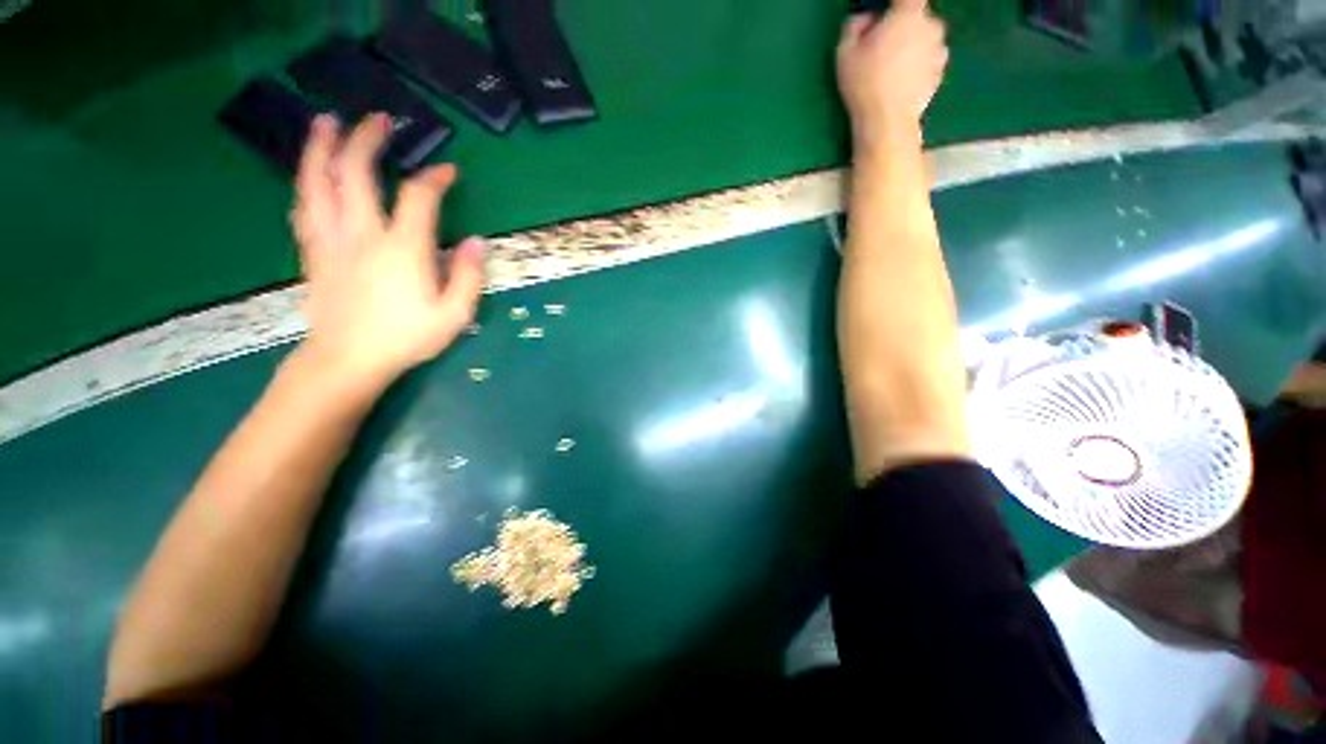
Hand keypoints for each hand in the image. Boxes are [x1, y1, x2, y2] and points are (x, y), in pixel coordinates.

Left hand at [290, 113, 484, 391]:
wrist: (348, 360)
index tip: (450, 171)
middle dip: (367, 140)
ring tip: (326, 123)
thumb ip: (469, 277)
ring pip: (316, 183)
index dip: (435, 178)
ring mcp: (331, 241)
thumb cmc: (407, 338)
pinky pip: (304, 208)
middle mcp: (362, 234)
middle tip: (378, 119)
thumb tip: (477, 242)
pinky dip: (306, 183)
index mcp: (402, 250)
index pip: (419, 198)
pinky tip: (310, 173)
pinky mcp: (313, 253)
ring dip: (321, 149)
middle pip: (356, 173)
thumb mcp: (454, 315)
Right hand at [837, 0, 948, 142]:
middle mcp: (931, 25)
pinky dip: (916, 66)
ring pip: (923, 39)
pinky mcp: (940, 72)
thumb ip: (854, 26)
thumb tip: (864, 19)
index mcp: (909, 13)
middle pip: (915, 16)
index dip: (894, 3)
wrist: (887, 122)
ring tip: (889, 69)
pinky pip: (927, 60)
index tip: (883, 12)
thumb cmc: (864, 85)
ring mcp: (939, 49)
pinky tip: (900, 83)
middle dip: (899, 27)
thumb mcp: (845, 53)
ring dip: (909, 46)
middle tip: (880, 48)